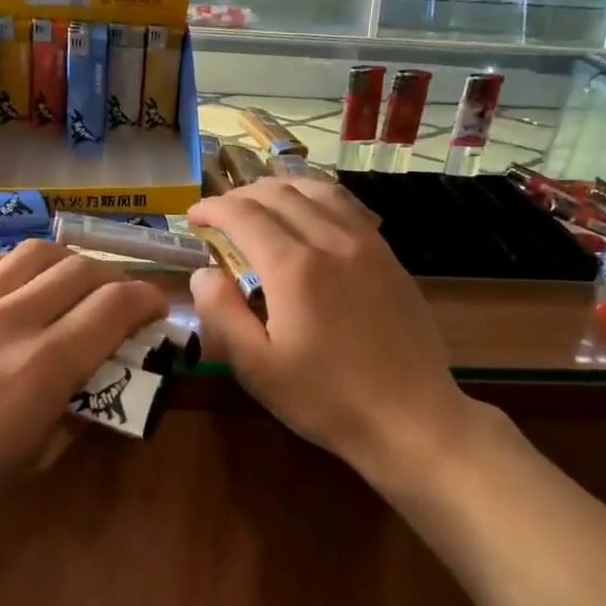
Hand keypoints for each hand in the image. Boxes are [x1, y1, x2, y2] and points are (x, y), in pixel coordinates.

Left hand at [0, 239, 165, 537]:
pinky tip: (24, 284)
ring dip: (70, 262)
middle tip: (121, 301)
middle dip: (115, 279)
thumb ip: (83, 407)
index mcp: (44, 366)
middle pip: (82, 270)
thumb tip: (107, 377)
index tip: (156, 310)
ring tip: (75, 284)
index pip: (114, 306)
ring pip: (37, 252)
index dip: (147, 300)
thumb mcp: (40, 455)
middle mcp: (13, 321)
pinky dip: (22, 264)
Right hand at [187, 178, 477, 485]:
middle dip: (240, 195)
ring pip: (316, 190)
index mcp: (294, 267)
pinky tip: (309, 214)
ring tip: (259, 203)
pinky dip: (316, 197)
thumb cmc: (326, 398)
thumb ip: (221, 313)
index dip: (212, 208)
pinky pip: (347, 206)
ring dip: (279, 188)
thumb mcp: (257, 368)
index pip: (243, 215)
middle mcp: (331, 241)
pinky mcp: (389, 256)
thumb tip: (203, 272)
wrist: (411, 417)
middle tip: (220, 213)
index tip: (194, 217)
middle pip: (279, 194)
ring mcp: (367, 243)